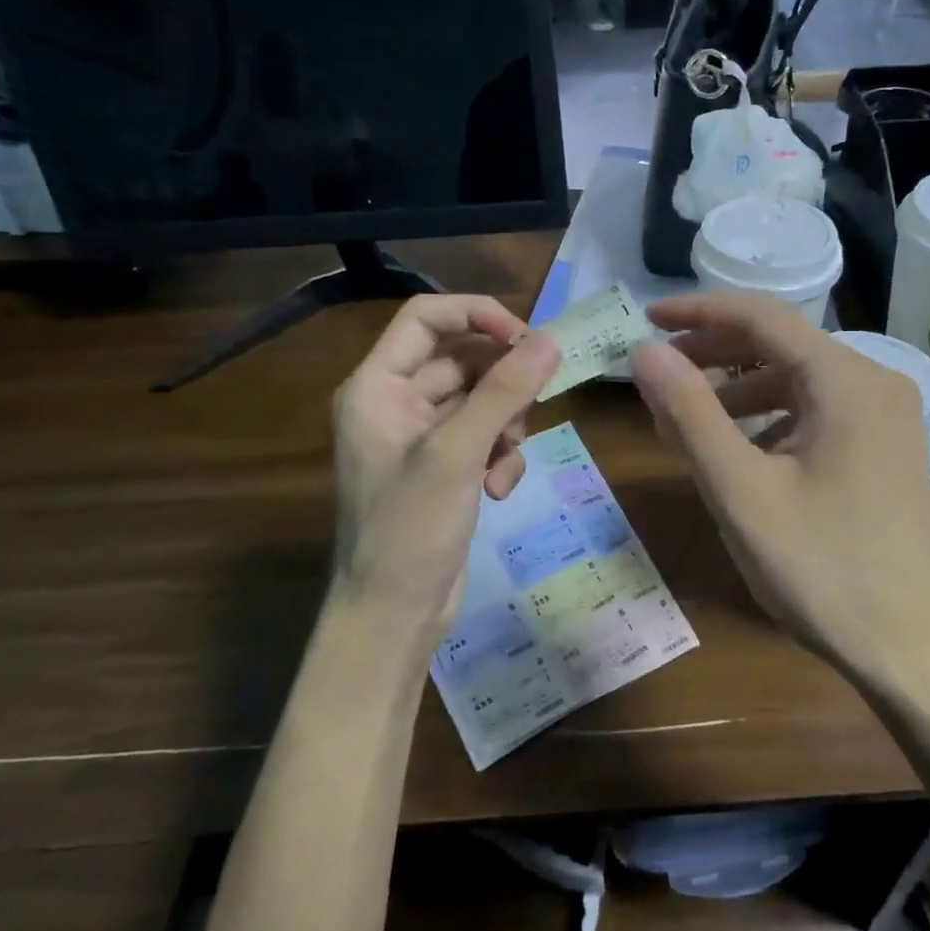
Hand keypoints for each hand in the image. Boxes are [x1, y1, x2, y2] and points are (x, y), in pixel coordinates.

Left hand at [333, 295, 560, 634]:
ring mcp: (423, 437)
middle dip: (503, 383)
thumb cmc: (409, 528)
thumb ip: (504, 392)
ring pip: (483, 399)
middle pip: (464, 358)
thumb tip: (551, 340)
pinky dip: (501, 455)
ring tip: (505, 460)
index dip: (479, 315)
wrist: (393, 616)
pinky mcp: (446, 467)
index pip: (427, 317)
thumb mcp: (458, 453)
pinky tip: (500, 489)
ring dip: (507, 424)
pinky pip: (485, 436)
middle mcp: (397, 402)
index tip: (528, 338)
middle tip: (536, 401)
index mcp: (377, 386)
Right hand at [631, 293, 929, 681]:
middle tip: (657, 372)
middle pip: (781, 343)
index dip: (697, 311)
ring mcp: (887, 416)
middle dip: (714, 352)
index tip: (643, 317)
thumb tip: (644, 352)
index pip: (761, 315)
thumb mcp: (742, 493)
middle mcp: (874, 382)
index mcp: (846, 379)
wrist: (916, 651)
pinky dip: (770, 418)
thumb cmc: (825, 571)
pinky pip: (817, 412)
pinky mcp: (886, 448)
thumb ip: (690, 415)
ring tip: (686, 419)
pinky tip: (741, 451)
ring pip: (797, 380)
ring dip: (739, 389)